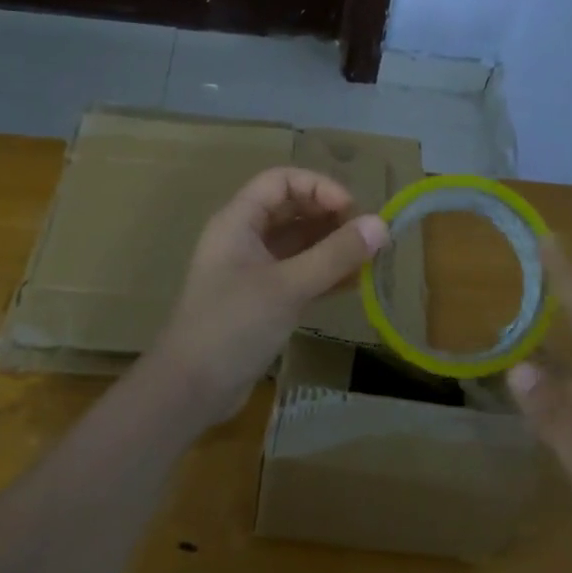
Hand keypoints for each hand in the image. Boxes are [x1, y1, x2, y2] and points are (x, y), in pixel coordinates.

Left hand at [152, 167, 388, 424]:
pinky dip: (326, 273)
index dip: (318, 187)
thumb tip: (382, 224)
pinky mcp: (263, 301)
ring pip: (299, 243)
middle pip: (292, 209)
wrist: (189, 391)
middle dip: (330, 216)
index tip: (351, 209)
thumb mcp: (288, 286)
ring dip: (332, 246)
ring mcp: (253, 271)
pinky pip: (300, 273)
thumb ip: (335, 255)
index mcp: (238, 222)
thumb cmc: (232, 327)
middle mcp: (244, 239)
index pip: (281, 181)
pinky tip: (354, 284)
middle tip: (367, 235)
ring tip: (369, 258)